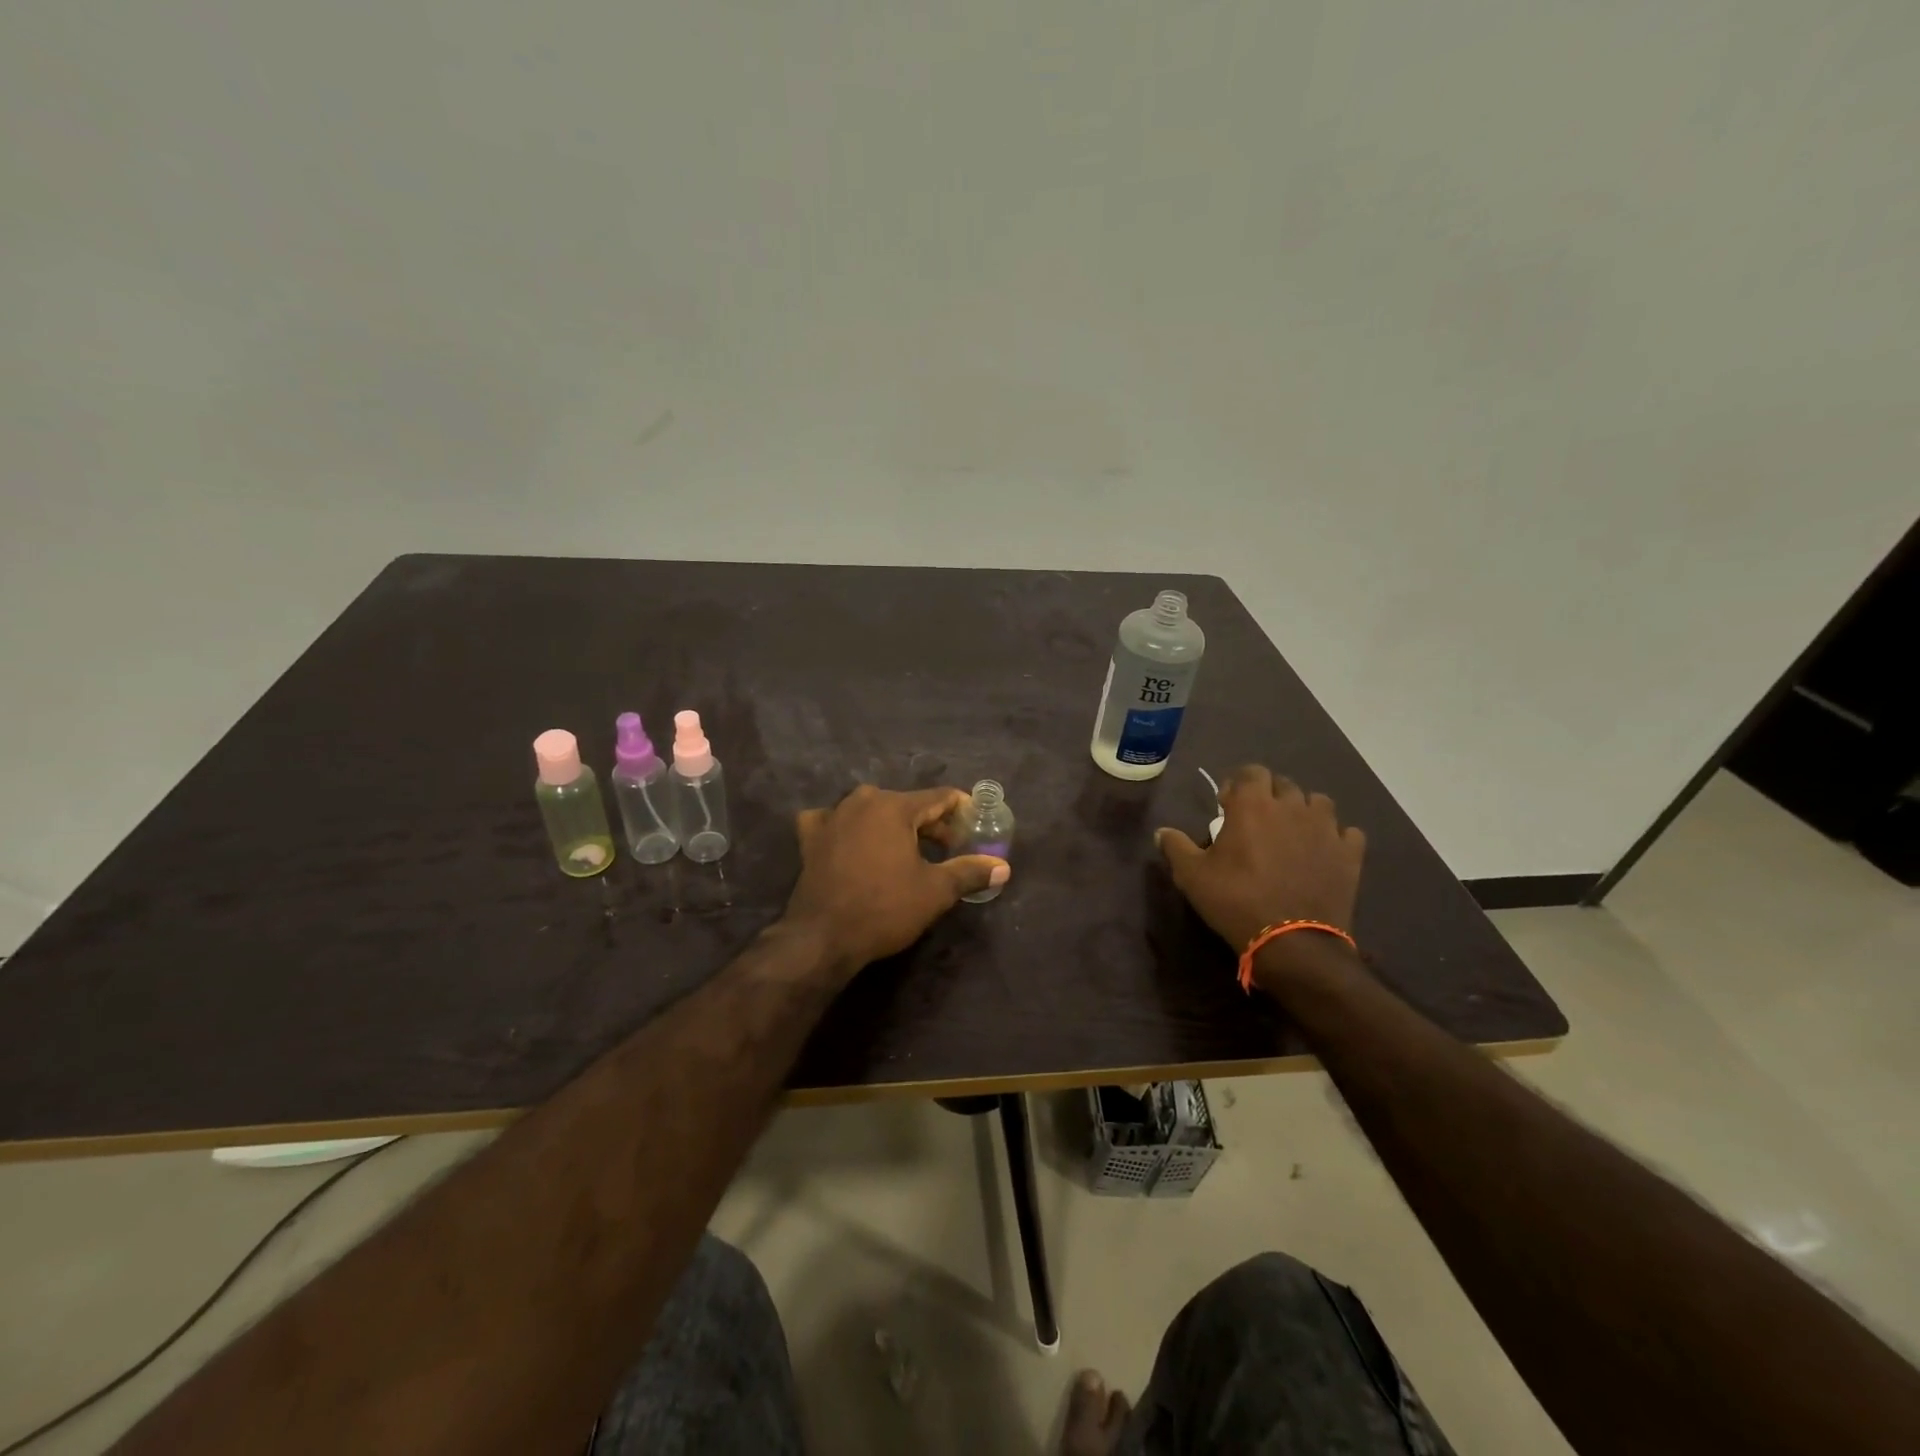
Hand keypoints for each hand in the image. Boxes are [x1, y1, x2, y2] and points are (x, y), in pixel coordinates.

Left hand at [783, 785, 1009, 973]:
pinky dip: (848, 829)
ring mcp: (832, 816)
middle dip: (930, 824)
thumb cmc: (885, 908)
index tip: (975, 824)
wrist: (823, 937)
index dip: (962, 810)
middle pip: (907, 804)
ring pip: (872, 811)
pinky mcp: (810, 837)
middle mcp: (862, 801)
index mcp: (894, 806)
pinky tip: (852, 843)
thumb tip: (1003, 867)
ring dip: (892, 826)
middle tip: (949, 849)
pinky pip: (834, 822)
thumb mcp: (935, 891)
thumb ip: (969, 872)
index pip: (939, 798)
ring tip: (908, 851)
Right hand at [1156, 766, 1365, 982]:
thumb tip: (1162, 832)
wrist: (1293, 942)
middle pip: (1283, 784)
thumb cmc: (1236, 901)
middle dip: (1269, 796)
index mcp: (1253, 804)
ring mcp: (1326, 828)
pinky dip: (1335, 838)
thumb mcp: (1192, 876)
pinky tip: (1322, 853)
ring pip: (1318, 802)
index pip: (1251, 771)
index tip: (1228, 807)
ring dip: (1303, 811)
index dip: (1239, 784)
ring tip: (1291, 834)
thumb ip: (1176, 847)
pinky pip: (1347, 833)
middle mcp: (1293, 806)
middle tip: (1256, 822)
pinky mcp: (1350, 854)